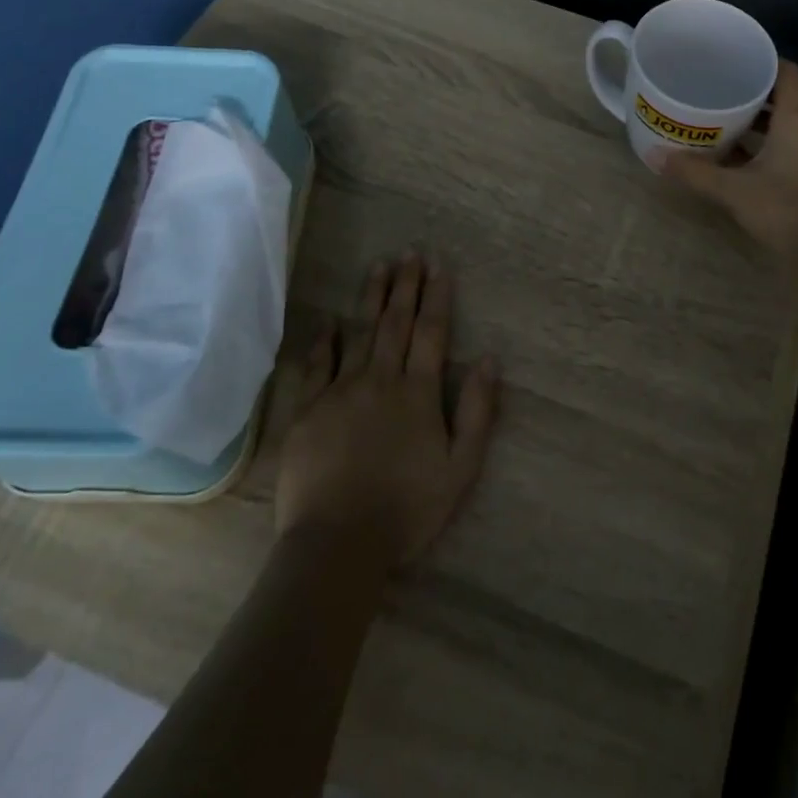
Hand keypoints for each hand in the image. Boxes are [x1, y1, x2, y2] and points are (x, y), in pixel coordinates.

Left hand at [273, 254, 498, 572]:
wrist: (338, 545)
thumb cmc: (407, 510)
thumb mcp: (461, 468)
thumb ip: (477, 411)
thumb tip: (490, 359)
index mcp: (418, 393)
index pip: (431, 332)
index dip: (437, 296)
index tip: (439, 264)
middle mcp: (380, 380)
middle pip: (395, 323)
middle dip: (405, 285)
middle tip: (409, 251)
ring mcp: (340, 393)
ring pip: (359, 333)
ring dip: (370, 298)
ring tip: (378, 266)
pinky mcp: (307, 412)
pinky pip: (316, 366)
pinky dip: (324, 341)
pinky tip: (329, 321)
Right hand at [660, 60, 797, 279]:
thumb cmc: (785, 209)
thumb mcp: (733, 190)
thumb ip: (695, 172)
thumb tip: (655, 157)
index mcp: (797, 119)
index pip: (785, 71)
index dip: (761, 60)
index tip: (731, 59)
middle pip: (782, 96)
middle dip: (750, 92)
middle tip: (715, 88)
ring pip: (784, 123)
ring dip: (756, 120)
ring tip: (720, 118)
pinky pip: (787, 144)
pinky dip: (764, 142)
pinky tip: (736, 154)